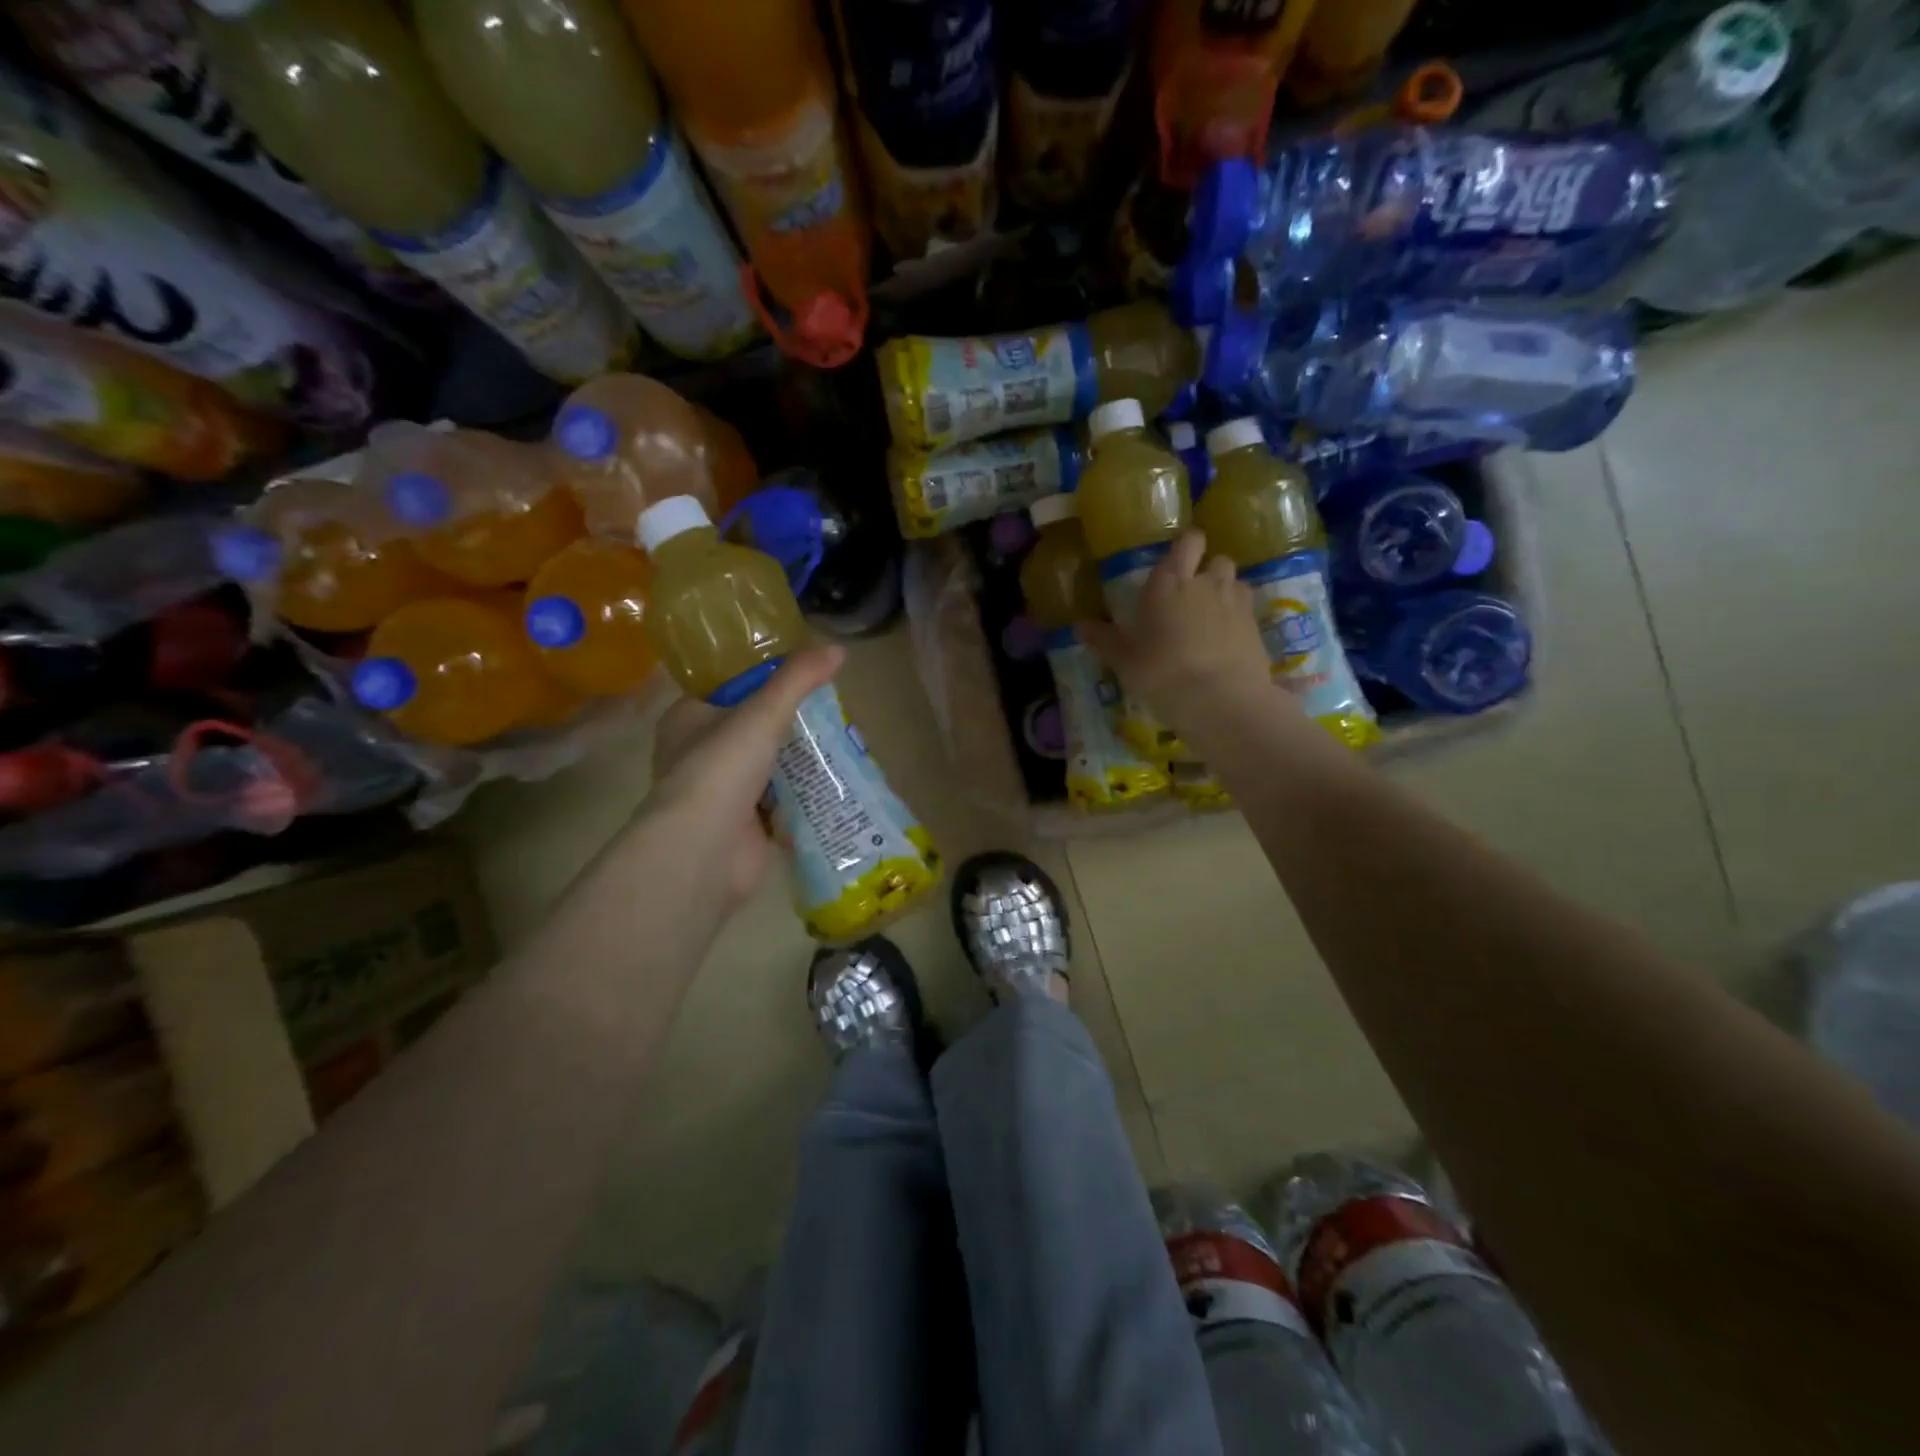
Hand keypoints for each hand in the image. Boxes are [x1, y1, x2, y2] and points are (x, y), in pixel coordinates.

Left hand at [646, 645, 844, 912]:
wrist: (704, 851)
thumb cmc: (720, 770)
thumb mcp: (762, 713)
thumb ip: (798, 679)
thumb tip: (839, 648)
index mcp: (688, 719)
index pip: (728, 687)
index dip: (764, 678)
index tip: (803, 674)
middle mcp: (701, 754)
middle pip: (755, 728)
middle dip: (792, 723)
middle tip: (833, 711)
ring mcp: (724, 794)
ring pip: (771, 766)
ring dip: (802, 761)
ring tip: (844, 742)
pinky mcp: (746, 826)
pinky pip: (783, 803)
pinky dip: (805, 796)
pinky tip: (837, 783)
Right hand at [1078, 530, 1273, 727]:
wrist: (1221, 700)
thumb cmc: (1162, 673)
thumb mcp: (1124, 661)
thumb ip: (1104, 639)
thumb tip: (1080, 625)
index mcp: (1169, 582)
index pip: (1187, 542)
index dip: (1186, 548)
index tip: (1176, 563)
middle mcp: (1206, 583)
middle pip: (1216, 560)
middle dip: (1207, 571)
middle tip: (1191, 597)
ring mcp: (1236, 603)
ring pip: (1235, 582)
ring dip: (1225, 593)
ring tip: (1211, 619)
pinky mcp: (1257, 627)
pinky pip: (1247, 610)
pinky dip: (1238, 619)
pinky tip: (1226, 641)